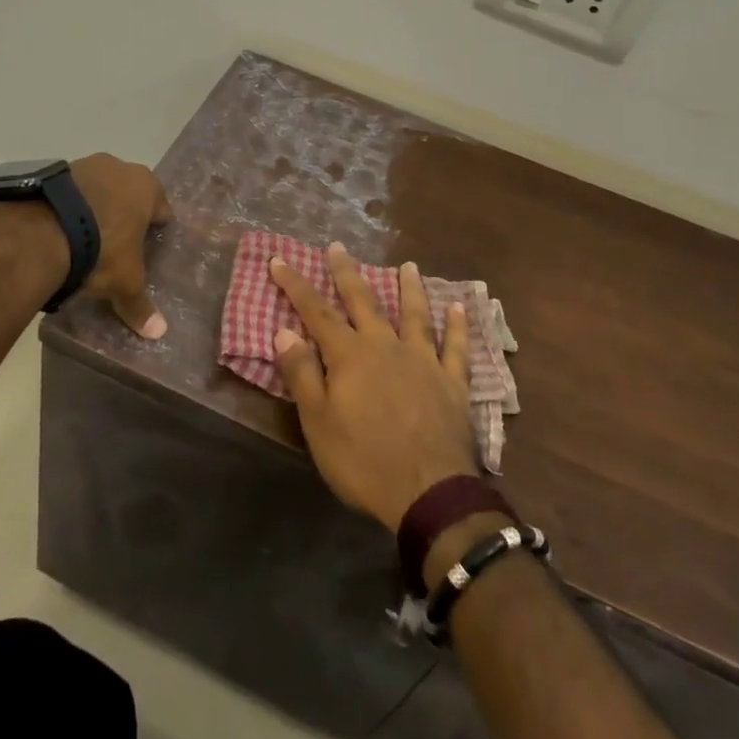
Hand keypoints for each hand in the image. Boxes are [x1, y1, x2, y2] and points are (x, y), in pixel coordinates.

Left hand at [70, 152, 173, 338]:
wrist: (42, 230)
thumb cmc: (101, 250)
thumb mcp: (124, 282)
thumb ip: (140, 305)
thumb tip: (159, 332)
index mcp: (147, 186)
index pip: (161, 209)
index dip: (156, 230)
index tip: (147, 249)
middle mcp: (120, 167)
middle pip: (129, 195)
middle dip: (125, 216)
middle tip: (116, 246)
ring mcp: (86, 164)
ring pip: (98, 190)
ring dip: (95, 209)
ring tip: (83, 240)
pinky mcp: (54, 170)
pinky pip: (70, 192)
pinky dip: (69, 208)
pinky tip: (60, 231)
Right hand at [271, 243, 477, 530]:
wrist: (429, 492)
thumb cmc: (364, 461)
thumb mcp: (318, 423)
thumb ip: (302, 374)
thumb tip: (283, 331)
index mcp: (350, 356)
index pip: (316, 312)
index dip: (295, 285)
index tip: (279, 259)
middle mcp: (386, 346)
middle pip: (364, 301)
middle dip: (347, 273)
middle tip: (338, 246)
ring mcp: (423, 360)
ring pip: (415, 314)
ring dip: (410, 288)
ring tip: (408, 265)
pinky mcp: (452, 382)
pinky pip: (455, 347)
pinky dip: (457, 326)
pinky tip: (459, 307)